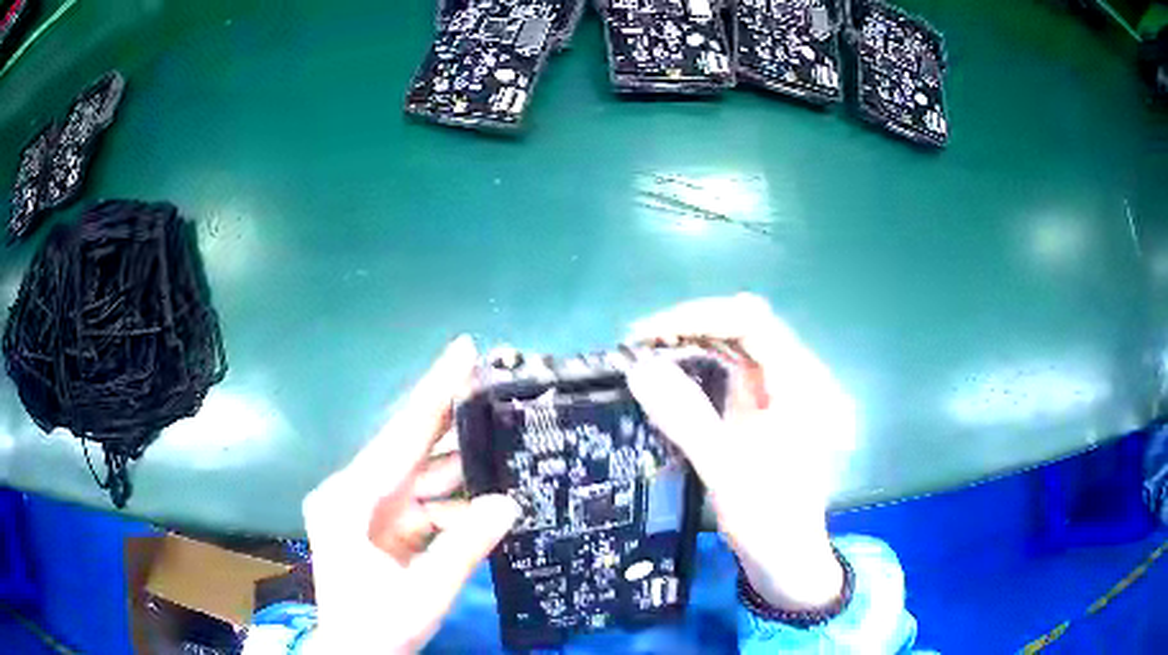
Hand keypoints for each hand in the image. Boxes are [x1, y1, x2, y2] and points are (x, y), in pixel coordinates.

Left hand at [301, 335, 519, 653]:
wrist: (355, 652)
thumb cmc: (377, 627)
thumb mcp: (424, 594)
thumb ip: (464, 547)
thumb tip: (508, 502)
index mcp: (350, 500)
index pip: (401, 437)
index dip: (435, 393)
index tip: (464, 351)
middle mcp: (354, 492)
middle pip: (410, 446)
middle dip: (453, 417)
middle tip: (496, 385)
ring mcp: (367, 507)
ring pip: (422, 474)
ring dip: (461, 464)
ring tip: (505, 439)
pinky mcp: (381, 523)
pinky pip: (424, 501)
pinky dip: (455, 501)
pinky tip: (486, 498)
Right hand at [625, 294, 856, 610]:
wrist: (789, 558)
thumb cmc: (768, 519)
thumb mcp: (726, 471)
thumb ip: (686, 417)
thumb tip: (639, 369)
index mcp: (802, 384)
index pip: (752, 321)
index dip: (699, 318)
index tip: (649, 335)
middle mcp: (797, 376)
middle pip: (744, 326)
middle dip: (690, 328)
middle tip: (638, 346)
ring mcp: (782, 390)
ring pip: (736, 345)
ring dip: (692, 344)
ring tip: (646, 355)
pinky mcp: (767, 406)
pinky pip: (732, 369)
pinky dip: (700, 366)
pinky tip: (671, 375)